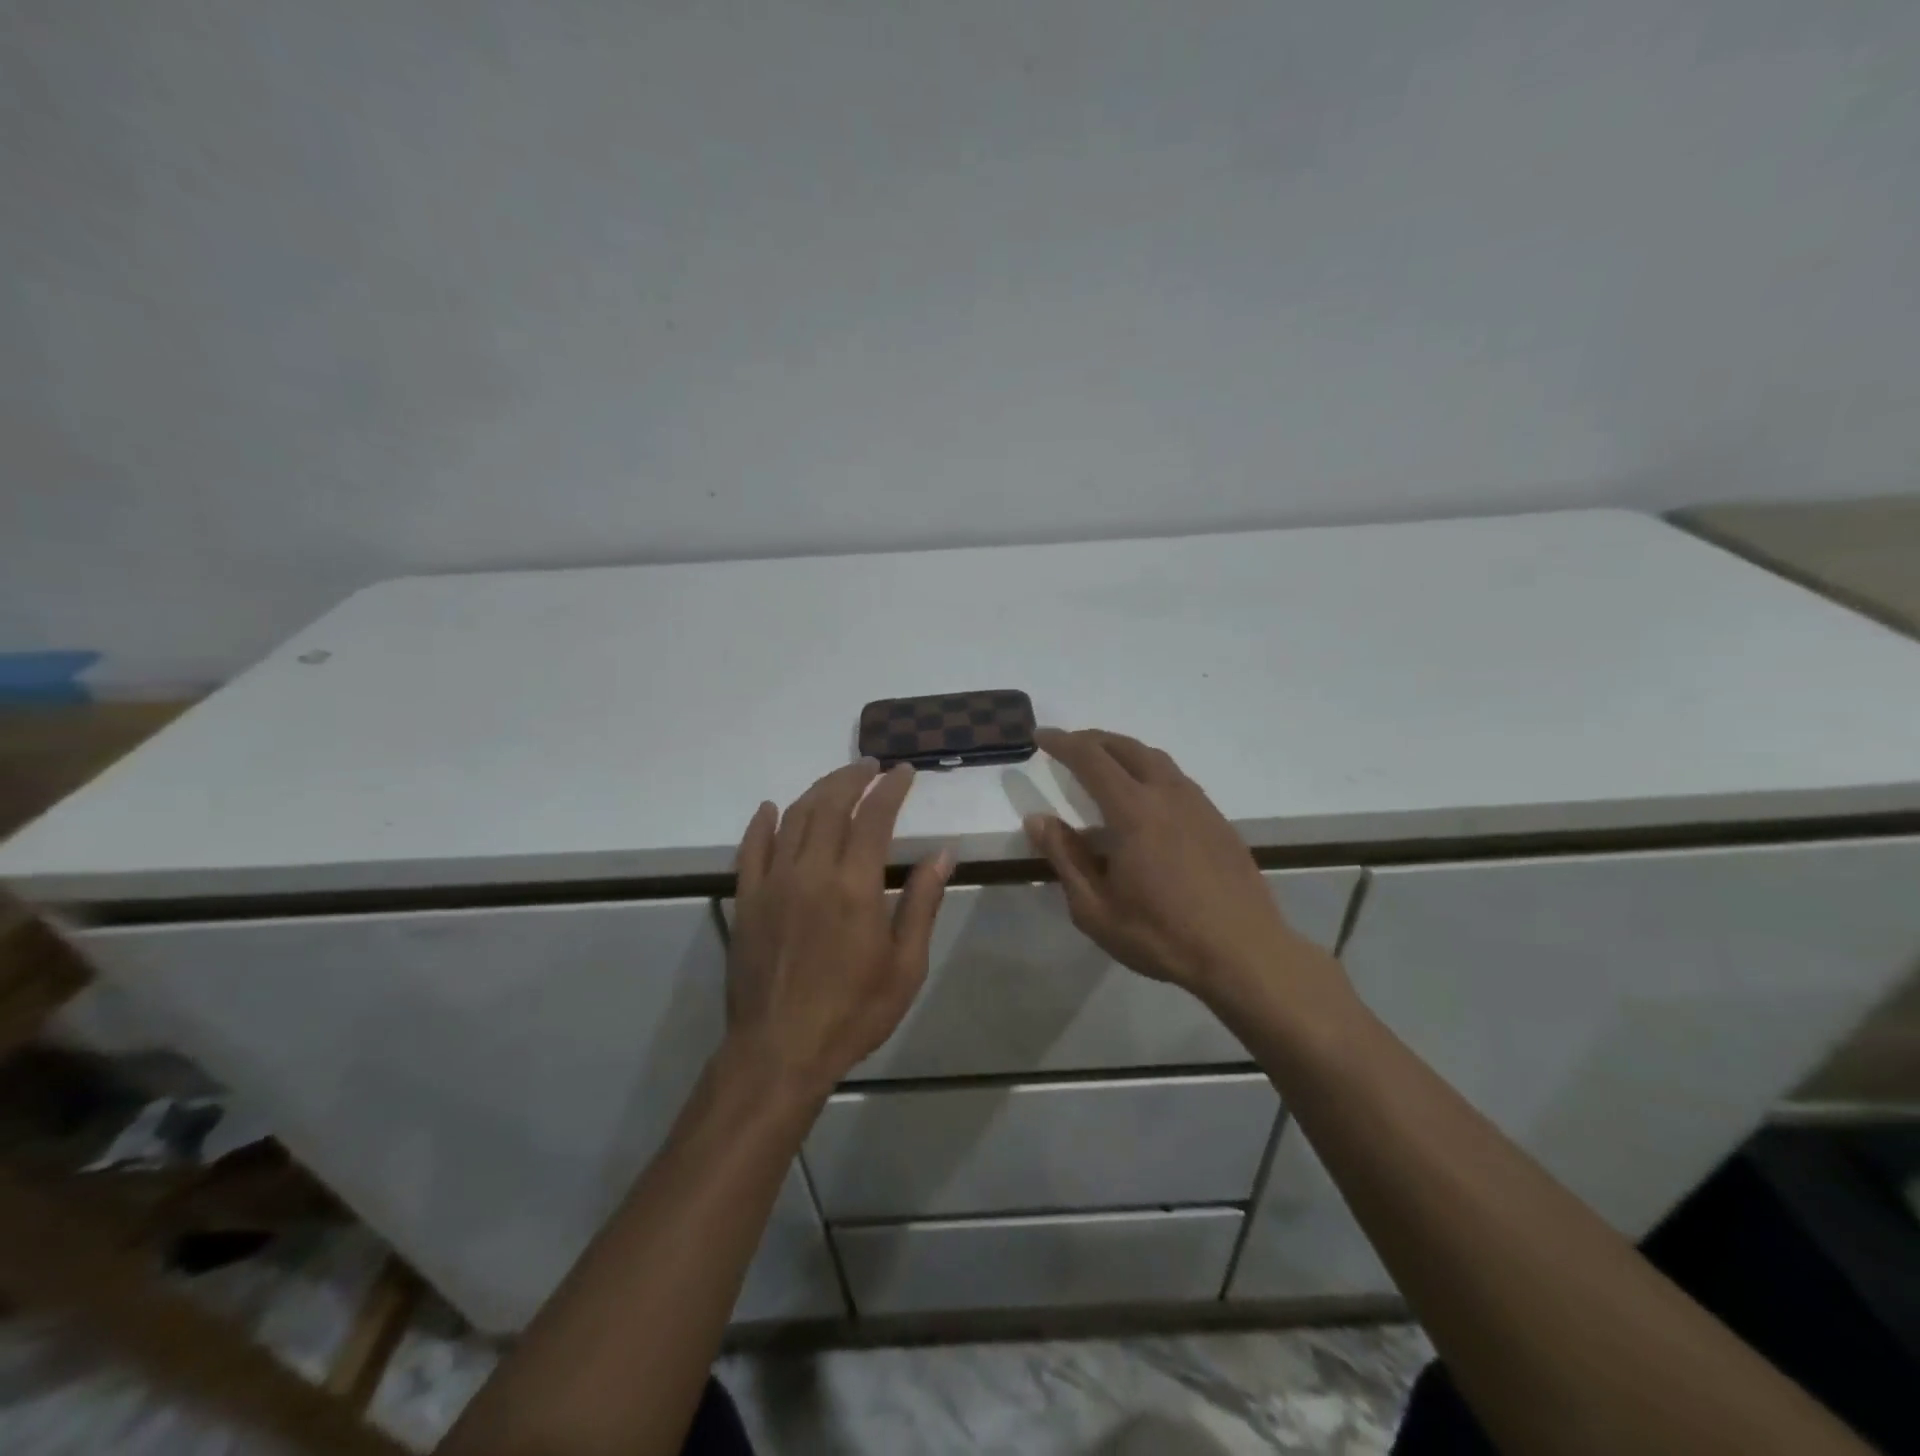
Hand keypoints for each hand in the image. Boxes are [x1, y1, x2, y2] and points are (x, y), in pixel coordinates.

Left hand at [727, 759, 953, 1099]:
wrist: (780, 1051)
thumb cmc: (853, 1012)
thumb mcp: (905, 966)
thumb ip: (922, 903)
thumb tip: (943, 853)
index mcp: (855, 885)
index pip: (874, 816)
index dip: (890, 788)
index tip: (903, 772)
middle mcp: (811, 871)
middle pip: (830, 805)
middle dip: (853, 778)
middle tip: (871, 766)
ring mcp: (773, 882)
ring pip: (794, 818)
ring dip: (817, 791)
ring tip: (837, 780)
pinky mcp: (747, 899)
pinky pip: (751, 848)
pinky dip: (762, 823)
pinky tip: (771, 808)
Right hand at [1023, 728, 1337, 1007]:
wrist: (1244, 954)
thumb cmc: (1161, 935)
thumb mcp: (1096, 908)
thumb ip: (1065, 858)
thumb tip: (1037, 819)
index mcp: (1134, 811)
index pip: (1091, 759)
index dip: (1063, 743)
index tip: (1041, 736)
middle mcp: (1167, 795)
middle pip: (1127, 748)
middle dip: (1093, 740)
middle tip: (1070, 745)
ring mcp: (1199, 805)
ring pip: (1157, 759)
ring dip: (1125, 751)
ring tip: (1105, 762)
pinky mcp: (1218, 821)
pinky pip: (1177, 779)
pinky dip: (1151, 771)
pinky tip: (1146, 797)